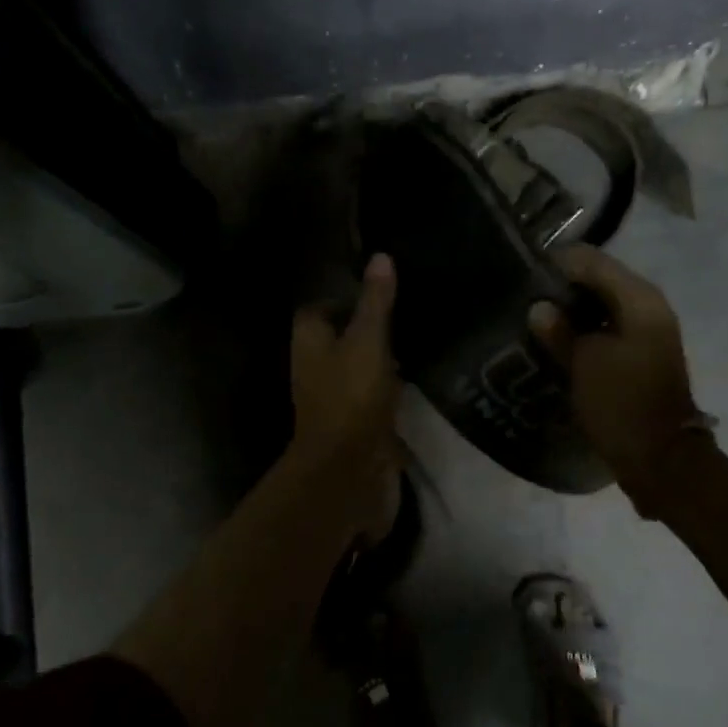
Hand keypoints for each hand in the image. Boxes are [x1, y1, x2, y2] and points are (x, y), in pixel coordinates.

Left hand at [289, 254, 403, 543]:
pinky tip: (417, 380)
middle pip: (339, 338)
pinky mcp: (354, 424)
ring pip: (357, 368)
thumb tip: (381, 257)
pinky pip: (372, 397)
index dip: (345, 299)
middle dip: (367, 328)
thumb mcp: (368, 340)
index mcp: (310, 342)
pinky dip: (390, 388)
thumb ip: (376, 302)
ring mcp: (334, 398)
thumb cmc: (352, 397)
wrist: (349, 469)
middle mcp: (315, 367)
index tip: (380, 293)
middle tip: (406, 314)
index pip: (320, 309)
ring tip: (418, 341)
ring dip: (381, 358)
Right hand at [528, 246, 706, 515]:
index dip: (555, 264)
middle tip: (521, 299)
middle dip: (560, 288)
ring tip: (532, 320)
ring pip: (600, 306)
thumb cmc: (622, 404)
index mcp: (639, 298)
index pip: (591, 260)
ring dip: (570, 311)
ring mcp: (646, 332)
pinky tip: (554, 342)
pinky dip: (581, 331)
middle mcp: (647, 306)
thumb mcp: (584, 363)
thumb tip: (539, 308)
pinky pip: (605, 329)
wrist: (660, 459)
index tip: (521, 275)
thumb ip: (559, 330)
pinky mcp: (638, 355)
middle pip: (597, 280)